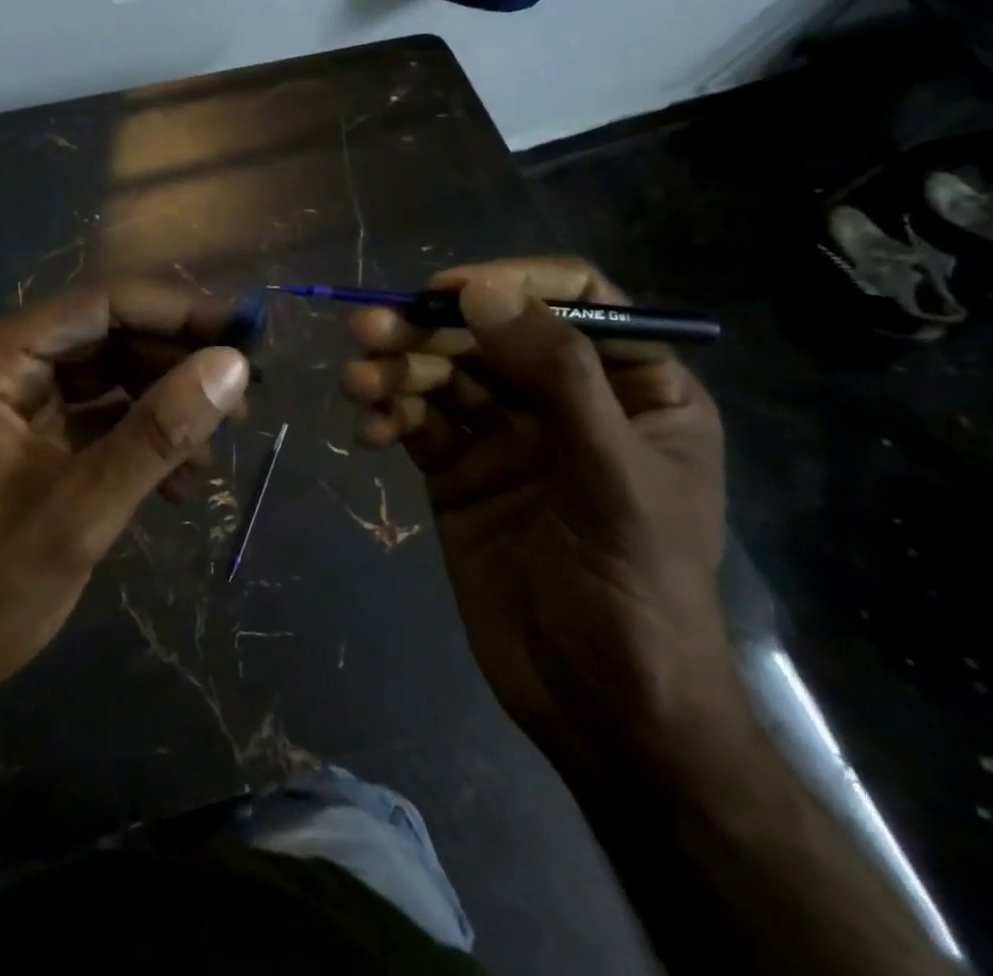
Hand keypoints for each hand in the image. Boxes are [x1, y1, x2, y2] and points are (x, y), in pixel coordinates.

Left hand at [0, 282, 249, 713]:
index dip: (176, 311)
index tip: (245, 331)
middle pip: (104, 335)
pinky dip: (140, 438)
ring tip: (216, 447)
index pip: (97, 305)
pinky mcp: (28, 437)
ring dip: (164, 405)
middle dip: (174, 363)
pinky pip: (96, 416)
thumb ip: (158, 433)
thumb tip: (233, 366)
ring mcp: (12, 402)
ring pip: (107, 375)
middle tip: (242, 395)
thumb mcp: (81, 512)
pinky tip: (181, 480)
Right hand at [342, 258, 732, 762]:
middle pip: (489, 333)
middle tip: (369, 330)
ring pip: (442, 374)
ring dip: (395, 370)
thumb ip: (555, 377)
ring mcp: (505, 436)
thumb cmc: (634, 590)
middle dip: (428, 329)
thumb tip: (483, 293)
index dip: (512, 283)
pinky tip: (369, 433)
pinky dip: (388, 417)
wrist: (598, 708)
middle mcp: (565, 400)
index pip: (576, 300)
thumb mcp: (611, 476)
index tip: (449, 291)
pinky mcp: (458, 471)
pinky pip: (416, 422)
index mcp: (633, 389)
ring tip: (358, 383)